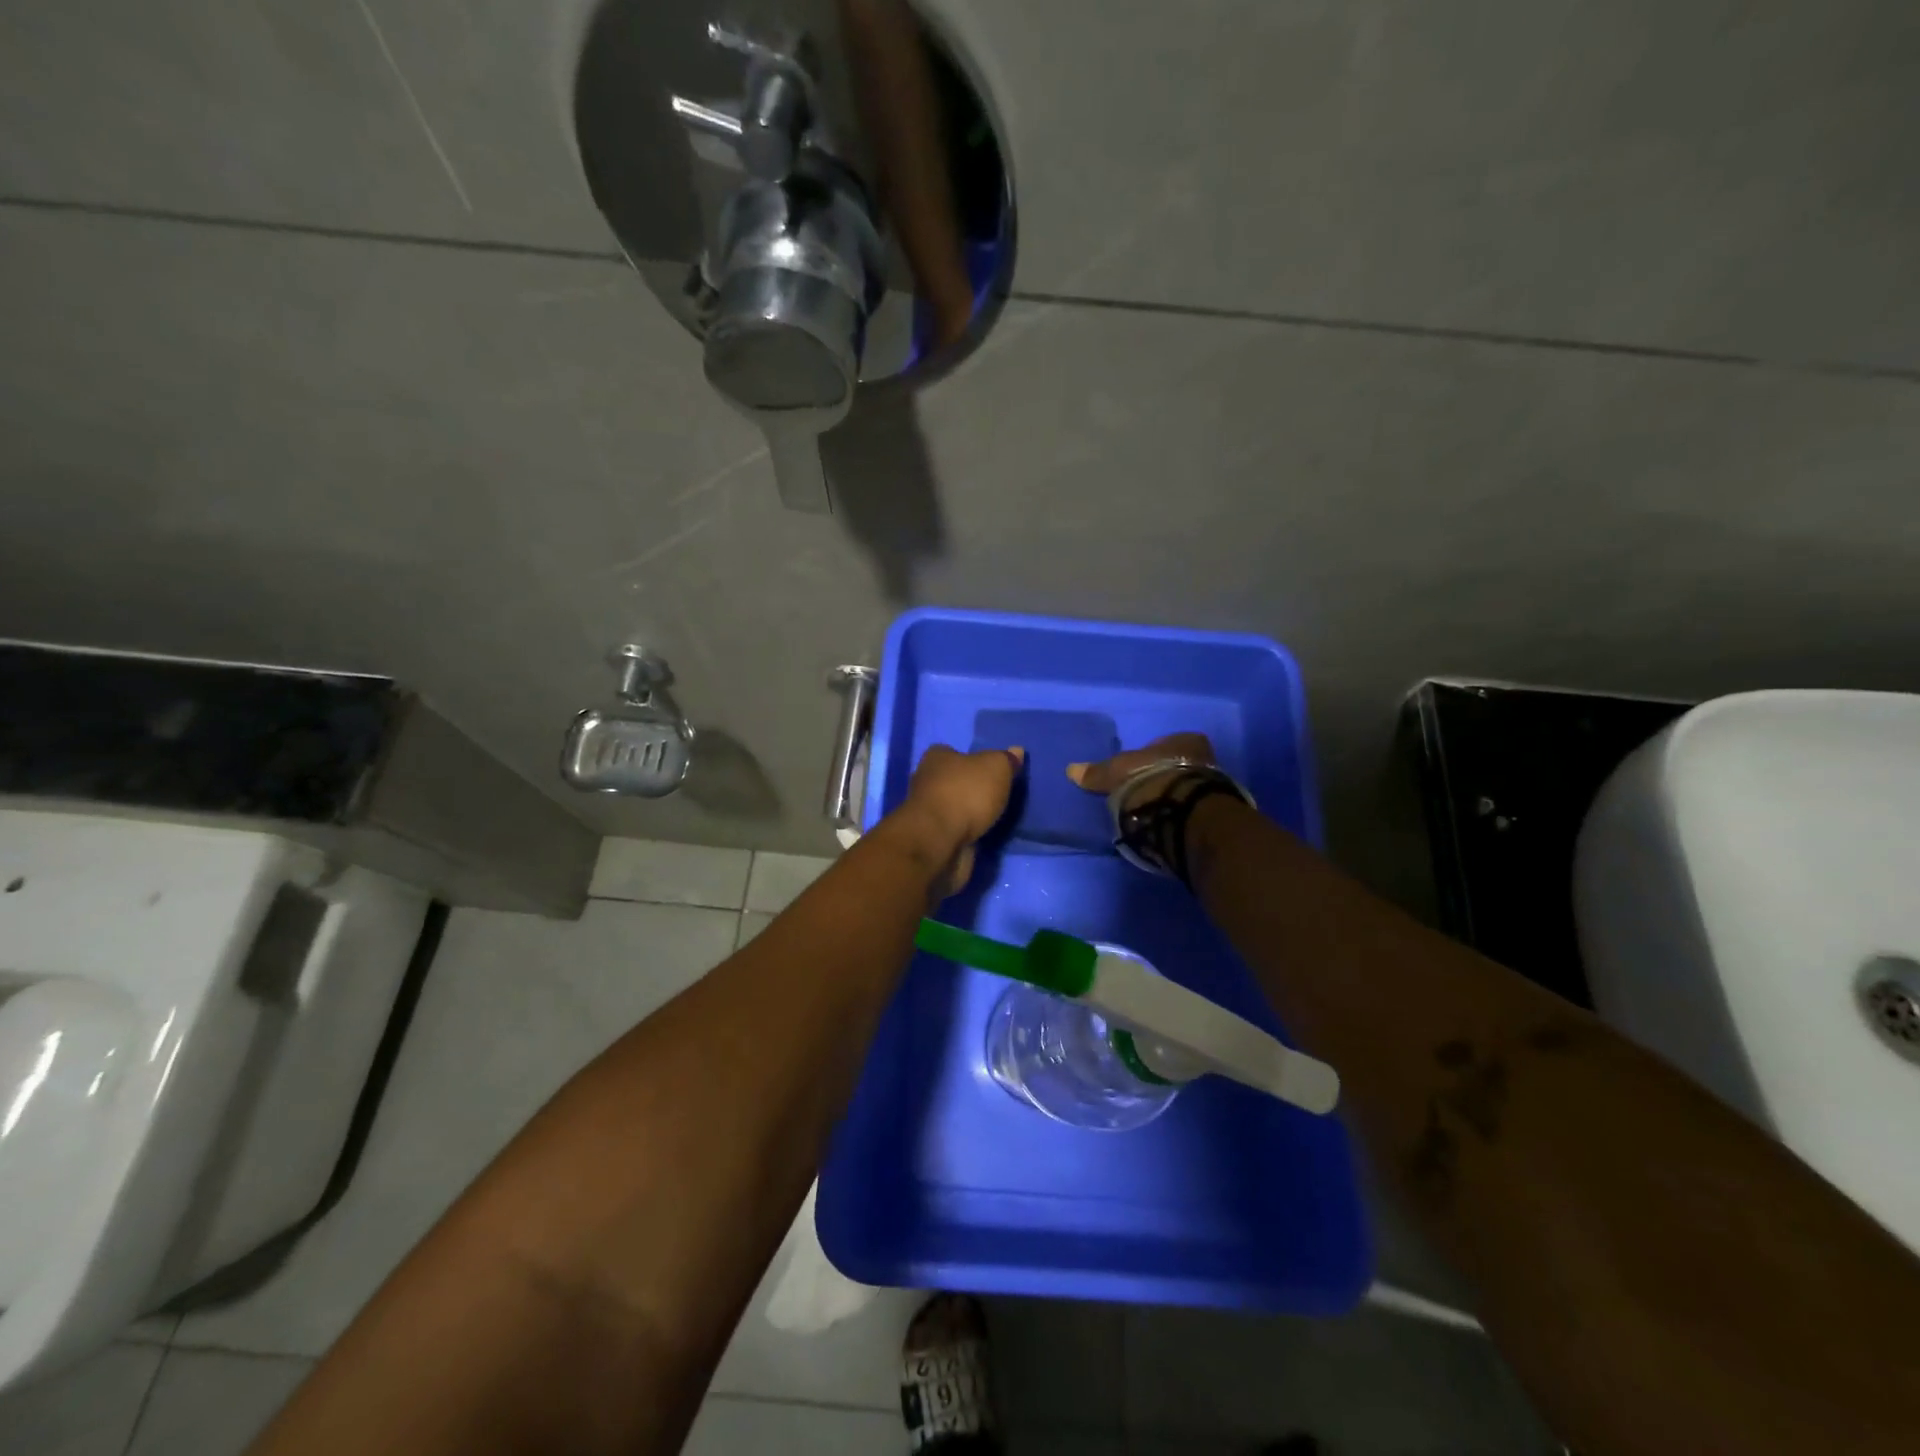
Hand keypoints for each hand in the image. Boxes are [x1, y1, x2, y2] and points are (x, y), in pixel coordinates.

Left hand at [895, 744, 1024, 899]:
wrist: (939, 842)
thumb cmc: (965, 794)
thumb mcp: (995, 768)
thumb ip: (1006, 760)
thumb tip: (1016, 751)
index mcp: (936, 758)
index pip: (950, 752)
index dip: (969, 759)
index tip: (988, 770)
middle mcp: (926, 782)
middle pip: (950, 780)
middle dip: (968, 788)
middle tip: (994, 795)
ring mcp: (925, 814)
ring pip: (950, 808)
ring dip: (966, 814)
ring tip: (993, 819)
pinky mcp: (929, 839)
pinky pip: (951, 832)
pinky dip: (963, 835)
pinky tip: (981, 838)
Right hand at [1067, 732, 1216, 810]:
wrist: (1184, 813)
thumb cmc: (1150, 779)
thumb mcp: (1116, 773)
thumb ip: (1097, 772)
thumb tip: (1071, 769)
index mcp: (1183, 740)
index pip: (1166, 744)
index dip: (1151, 757)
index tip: (1137, 772)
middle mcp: (1205, 758)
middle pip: (1179, 766)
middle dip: (1164, 778)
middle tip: (1145, 793)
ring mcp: (1214, 786)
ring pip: (1188, 788)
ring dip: (1174, 798)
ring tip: (1154, 813)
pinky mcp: (1215, 812)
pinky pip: (1194, 809)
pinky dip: (1181, 815)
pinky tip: (1167, 824)